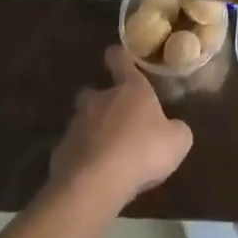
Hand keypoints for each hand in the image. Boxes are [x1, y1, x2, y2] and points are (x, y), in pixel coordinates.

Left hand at [49, 46, 193, 209]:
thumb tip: (174, 129)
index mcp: (130, 89)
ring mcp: (76, 125)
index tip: (116, 55)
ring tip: (104, 153)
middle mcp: (100, 100)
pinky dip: (80, 158)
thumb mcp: (177, 142)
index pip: (120, 61)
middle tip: (114, 118)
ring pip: (82, 122)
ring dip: (91, 132)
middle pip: (94, 92)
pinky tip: (91, 175)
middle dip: (101, 102)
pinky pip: (72, 151)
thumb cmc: (142, 151)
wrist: (95, 183)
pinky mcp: (60, 153)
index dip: (119, 57)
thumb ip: (176, 130)